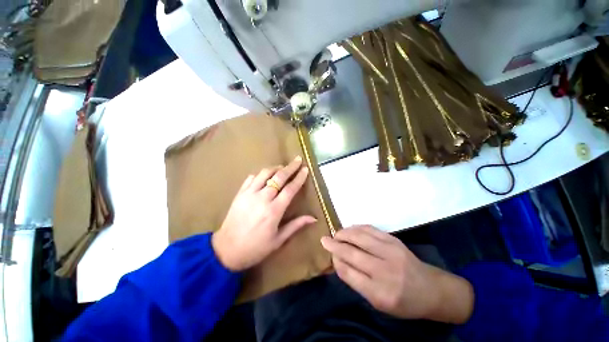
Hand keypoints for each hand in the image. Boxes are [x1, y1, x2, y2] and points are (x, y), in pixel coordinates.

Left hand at [212, 156, 315, 270]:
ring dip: (275, 168)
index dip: (299, 178)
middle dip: (290, 167)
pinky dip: (260, 174)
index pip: (290, 189)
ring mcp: (249, 194)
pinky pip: (251, 178)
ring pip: (264, 173)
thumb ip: (296, 225)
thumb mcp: (278, 240)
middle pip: (279, 177)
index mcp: (274, 211)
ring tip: (282, 167)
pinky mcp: (240, 193)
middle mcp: (262, 198)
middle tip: (298, 160)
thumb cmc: (255, 248)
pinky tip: (265, 175)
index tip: (305, 169)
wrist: (226, 250)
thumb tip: (313, 218)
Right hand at [321, 225, 473, 323]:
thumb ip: (357, 282)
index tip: (329, 254)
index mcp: (379, 292)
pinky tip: (351, 229)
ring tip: (336, 234)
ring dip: (344, 233)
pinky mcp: (394, 240)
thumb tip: (339, 261)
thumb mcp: (378, 303)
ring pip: (359, 236)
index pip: (348, 271)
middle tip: (324, 240)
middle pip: (351, 252)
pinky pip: (370, 229)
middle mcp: (384, 270)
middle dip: (334, 244)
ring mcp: (390, 251)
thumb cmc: (403, 302)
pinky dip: (357, 228)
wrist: (431, 290)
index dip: (335, 260)